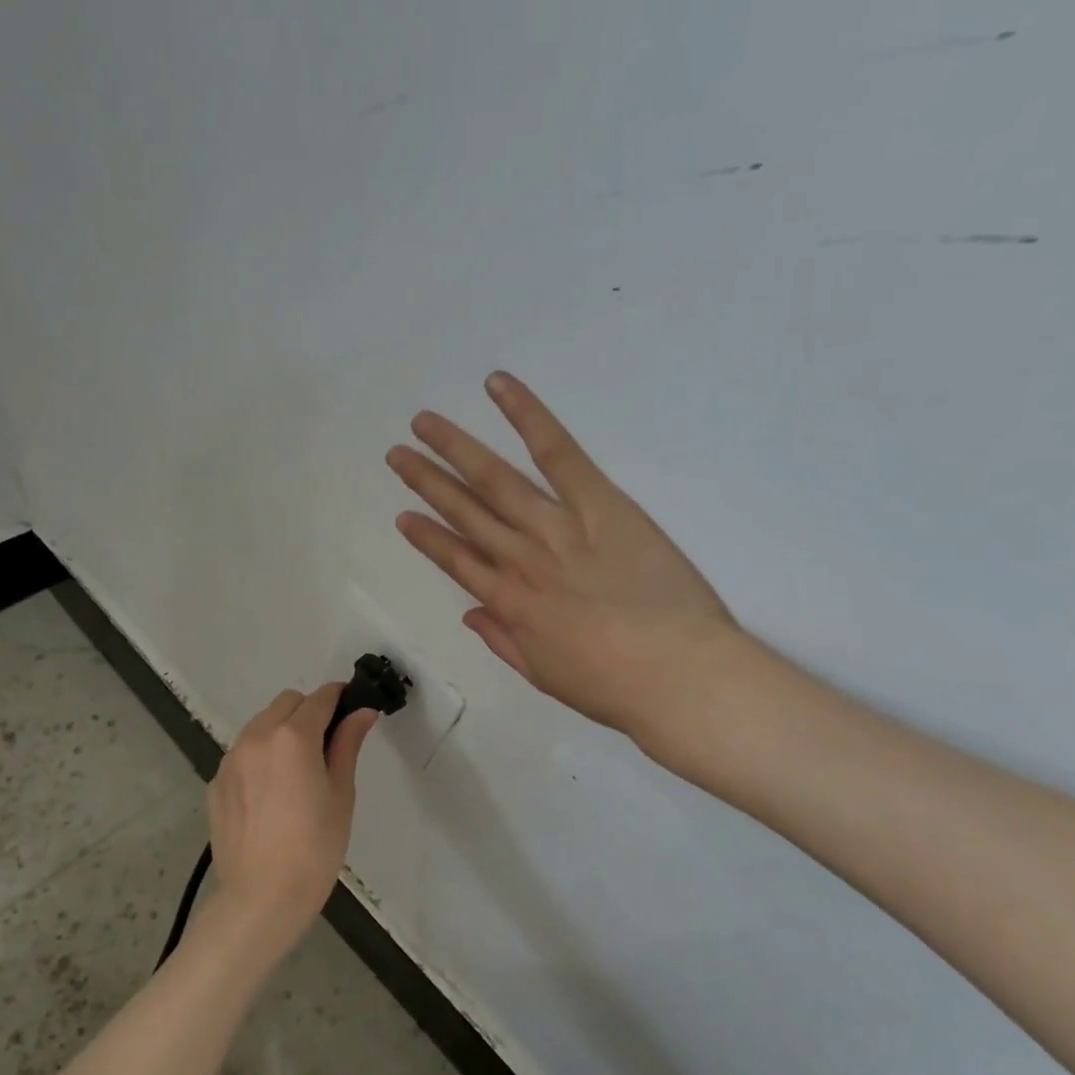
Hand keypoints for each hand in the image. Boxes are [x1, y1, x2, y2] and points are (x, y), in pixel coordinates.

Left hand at [204, 684, 377, 953]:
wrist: (261, 898)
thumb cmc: (315, 848)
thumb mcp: (341, 794)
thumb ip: (347, 745)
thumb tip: (362, 712)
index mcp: (293, 736)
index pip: (320, 698)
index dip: (340, 699)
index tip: (352, 712)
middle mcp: (256, 737)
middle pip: (287, 703)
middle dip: (309, 712)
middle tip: (326, 748)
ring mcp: (230, 759)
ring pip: (261, 725)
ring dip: (282, 732)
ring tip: (296, 773)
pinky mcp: (216, 783)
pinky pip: (242, 754)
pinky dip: (260, 758)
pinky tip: (271, 796)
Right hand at [387, 371, 742, 753]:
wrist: (676, 675)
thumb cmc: (615, 686)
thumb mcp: (548, 676)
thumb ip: (504, 641)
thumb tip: (470, 613)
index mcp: (511, 605)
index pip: (457, 562)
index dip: (427, 538)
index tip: (403, 516)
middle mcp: (521, 559)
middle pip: (466, 513)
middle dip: (427, 483)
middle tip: (397, 454)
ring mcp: (557, 527)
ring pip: (495, 481)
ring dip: (456, 449)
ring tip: (422, 423)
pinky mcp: (599, 502)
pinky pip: (556, 453)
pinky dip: (526, 416)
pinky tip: (497, 388)